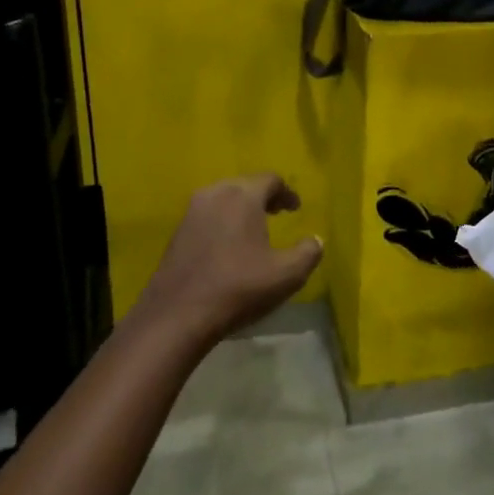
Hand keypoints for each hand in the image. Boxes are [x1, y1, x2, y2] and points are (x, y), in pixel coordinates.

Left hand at [134, 175, 322, 348]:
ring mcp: (192, 211)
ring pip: (223, 198)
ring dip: (241, 208)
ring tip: (254, 229)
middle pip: (245, 185)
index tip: (295, 208)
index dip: (287, 192)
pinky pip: (207, 215)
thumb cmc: (237, 288)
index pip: (270, 179)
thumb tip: (316, 240)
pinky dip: (223, 221)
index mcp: (243, 196)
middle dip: (263, 197)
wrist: (176, 315)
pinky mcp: (177, 232)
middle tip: (277, 213)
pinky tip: (229, 245)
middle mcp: (215, 193)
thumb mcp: (286, 275)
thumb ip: (308, 253)